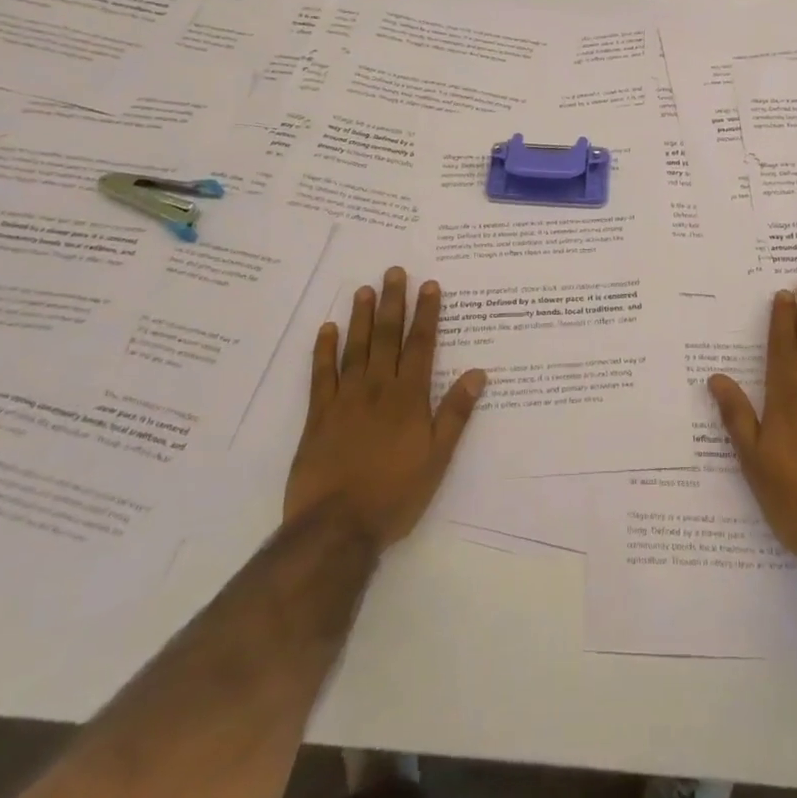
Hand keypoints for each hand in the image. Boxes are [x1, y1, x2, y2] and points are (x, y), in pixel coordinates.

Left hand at [285, 267, 486, 548]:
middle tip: (394, 271)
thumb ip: (455, 413)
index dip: (426, 314)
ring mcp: (345, 399)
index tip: (429, 285)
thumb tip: (478, 373)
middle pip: (387, 337)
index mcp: (409, 398)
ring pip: (355, 348)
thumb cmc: (395, 494)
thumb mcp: (437, 458)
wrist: (337, 526)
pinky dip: (324, 350)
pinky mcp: (318, 416)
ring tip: (365, 289)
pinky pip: (321, 375)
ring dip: (361, 317)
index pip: (421, 346)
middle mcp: (378, 389)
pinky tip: (327, 329)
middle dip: (393, 303)